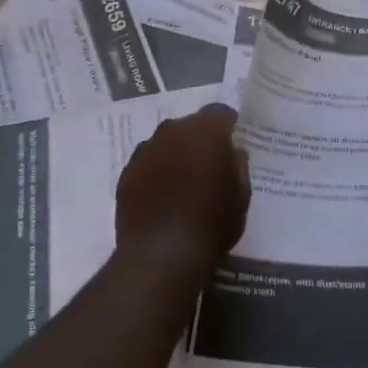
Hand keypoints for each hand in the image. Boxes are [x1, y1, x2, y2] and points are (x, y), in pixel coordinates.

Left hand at [115, 103, 248, 280]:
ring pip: (166, 143)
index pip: (220, 112)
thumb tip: (232, 152)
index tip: (233, 141)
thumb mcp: (241, 196)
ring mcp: (145, 150)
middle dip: (200, 140)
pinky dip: (156, 173)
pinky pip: (147, 163)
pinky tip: (162, 197)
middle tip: (209, 165)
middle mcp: (172, 131)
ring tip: (183, 183)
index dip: (228, 125)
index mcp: (205, 131)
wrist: (160, 255)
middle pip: (190, 125)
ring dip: (175, 154)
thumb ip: (238, 166)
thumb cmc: (211, 223)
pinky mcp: (126, 172)